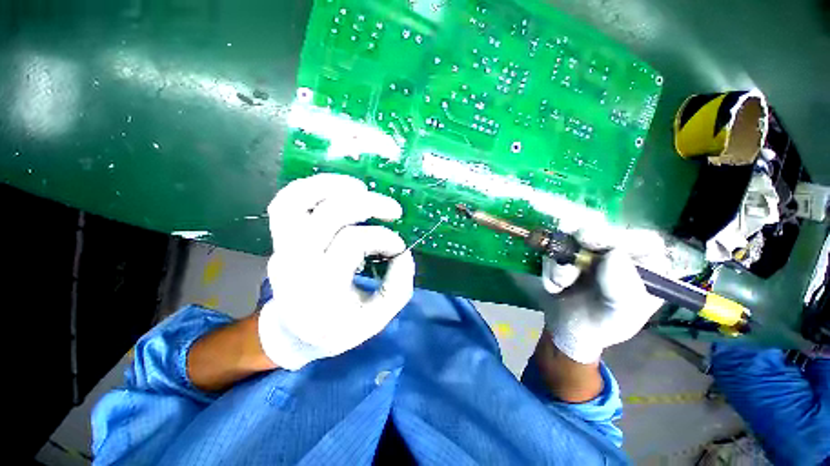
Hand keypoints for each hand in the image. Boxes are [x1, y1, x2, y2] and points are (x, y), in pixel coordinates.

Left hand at [258, 174, 414, 369]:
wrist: (293, 332)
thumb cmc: (337, 328)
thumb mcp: (376, 319)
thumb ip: (397, 287)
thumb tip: (403, 253)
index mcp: (321, 286)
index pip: (353, 242)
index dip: (384, 238)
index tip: (399, 248)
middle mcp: (297, 261)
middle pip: (329, 215)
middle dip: (368, 204)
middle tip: (393, 210)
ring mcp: (283, 246)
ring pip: (297, 200)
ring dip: (332, 186)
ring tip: (361, 188)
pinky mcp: (280, 238)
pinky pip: (286, 202)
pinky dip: (311, 188)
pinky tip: (337, 189)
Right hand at [541, 246, 662, 363]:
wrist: (567, 329)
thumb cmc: (602, 325)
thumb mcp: (619, 316)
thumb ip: (623, 290)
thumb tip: (614, 255)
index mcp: (646, 268)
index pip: (643, 241)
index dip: (621, 236)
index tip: (592, 240)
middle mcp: (619, 254)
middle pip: (605, 231)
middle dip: (585, 236)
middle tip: (571, 238)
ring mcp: (589, 252)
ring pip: (573, 240)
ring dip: (560, 261)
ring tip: (560, 284)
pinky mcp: (566, 254)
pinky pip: (554, 253)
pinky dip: (548, 268)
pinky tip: (554, 287)